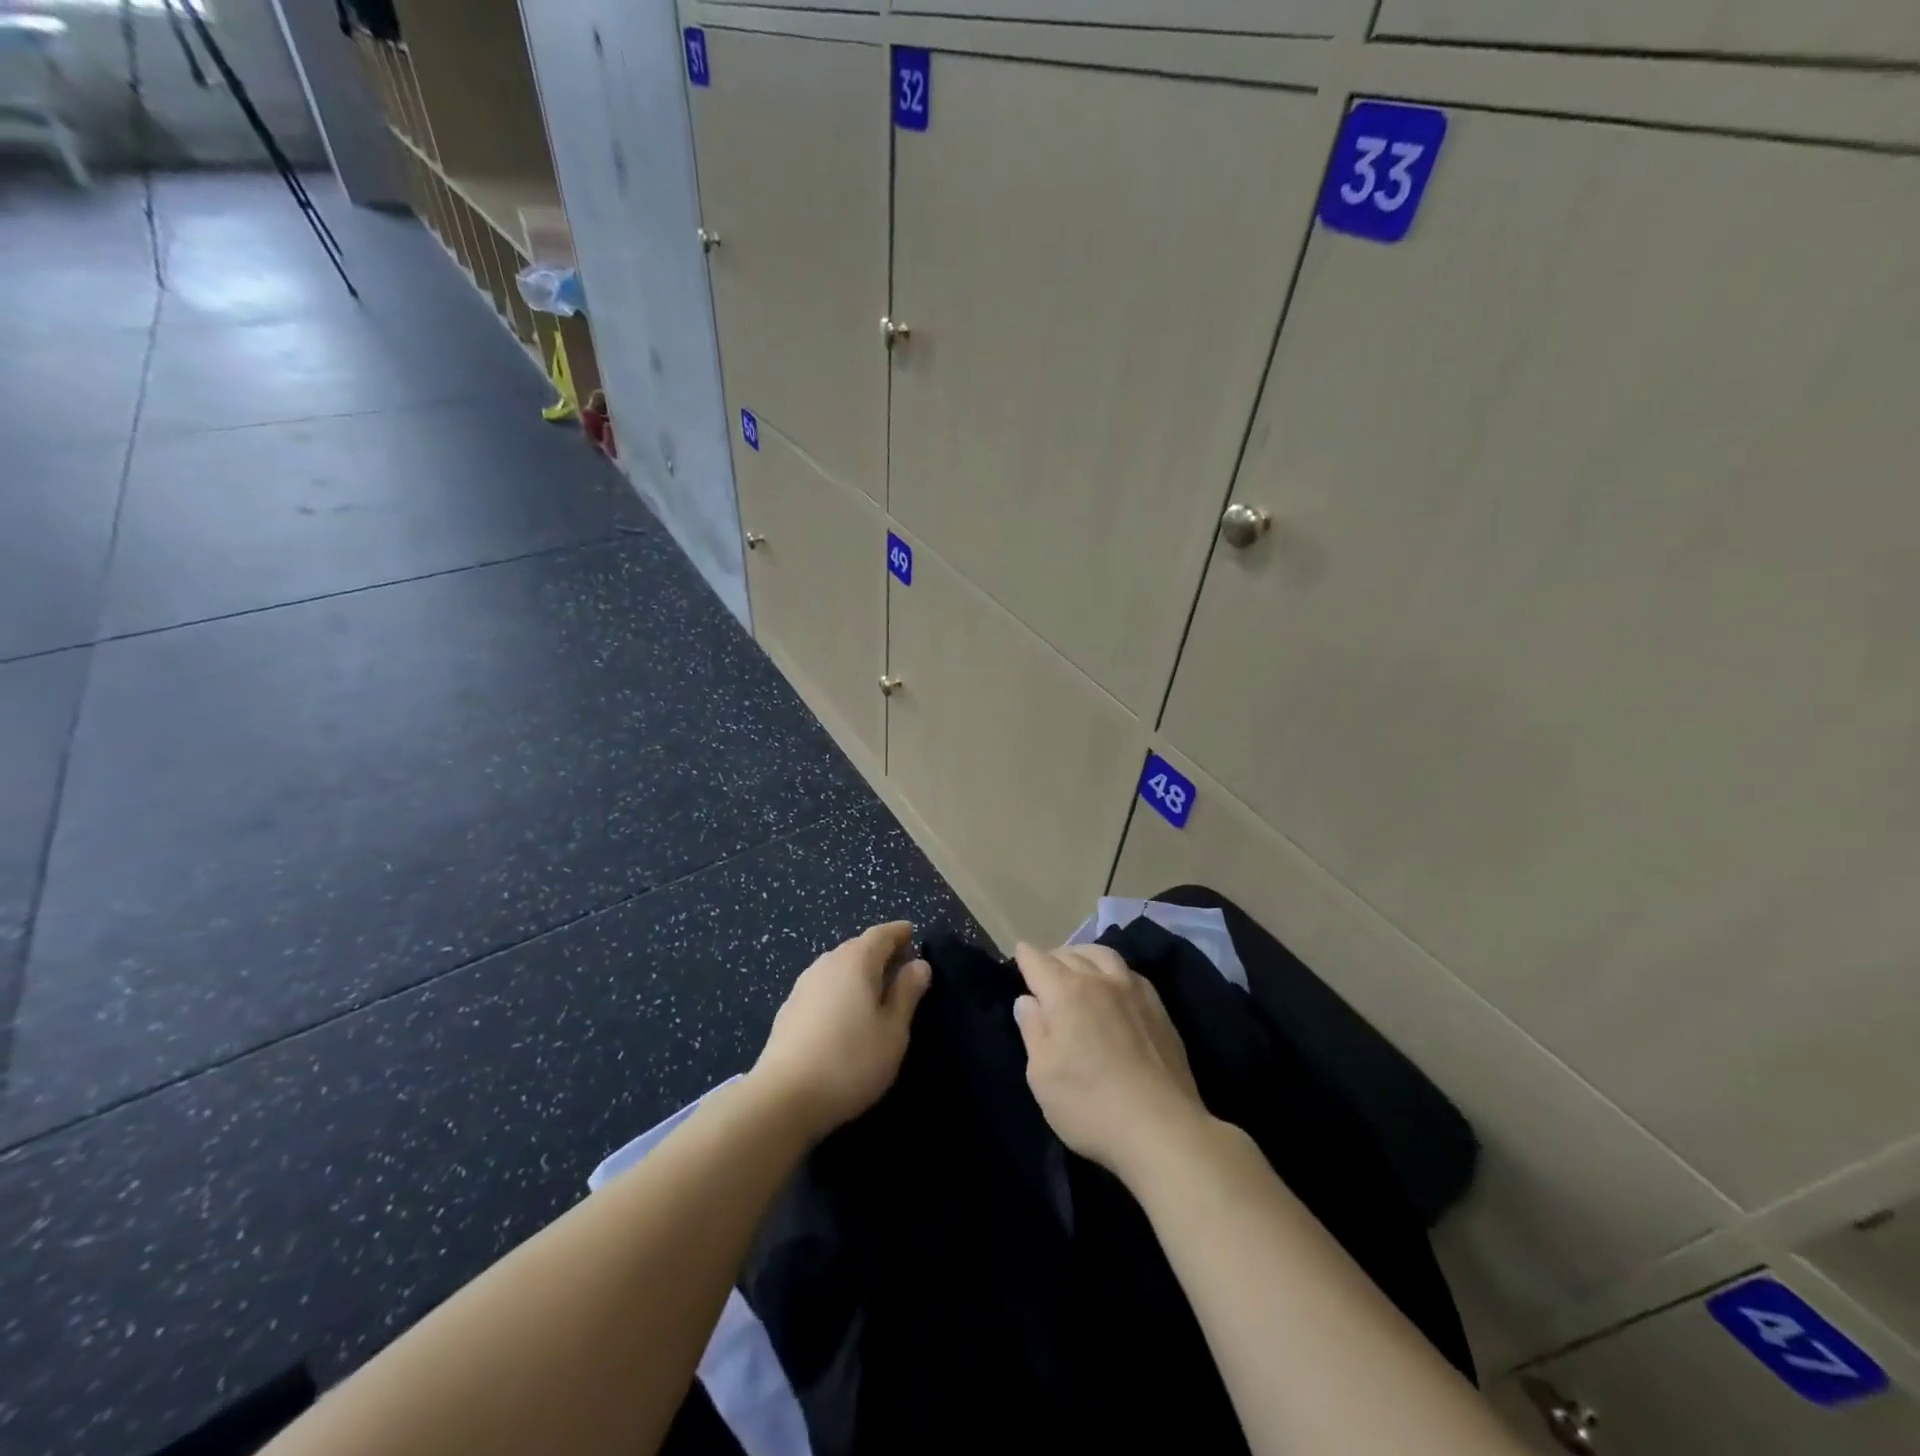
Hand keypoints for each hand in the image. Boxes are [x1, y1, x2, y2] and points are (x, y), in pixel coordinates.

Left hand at [751, 921, 931, 1139]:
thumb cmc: (850, 1061)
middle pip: (857, 947)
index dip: (899, 933)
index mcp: (856, 961)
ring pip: (838, 967)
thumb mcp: (893, 1031)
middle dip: (880, 951)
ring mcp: (803, 985)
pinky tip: (844, 1014)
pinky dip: (840, 990)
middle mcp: (827, 963)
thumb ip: (907, 993)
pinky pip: (823, 987)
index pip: (881, 934)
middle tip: (900, 965)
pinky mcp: (789, 1010)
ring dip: (858, 972)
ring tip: (876, 991)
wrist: (783, 1097)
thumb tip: (919, 964)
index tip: (913, 934)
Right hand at [1012, 942, 1211, 1182]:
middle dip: (1052, 956)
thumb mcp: (1042, 1075)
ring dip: (1084, 955)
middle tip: (1043, 969)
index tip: (1019, 956)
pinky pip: (1130, 973)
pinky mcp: (1159, 1008)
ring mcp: (1134, 991)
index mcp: (1065, 992)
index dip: (1024, 957)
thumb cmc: (1089, 1105)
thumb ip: (1032, 1030)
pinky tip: (1114, 986)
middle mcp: (1099, 981)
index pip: (1038, 961)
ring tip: (1078, 967)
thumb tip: (1027, 1000)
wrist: (1161, 1128)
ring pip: (1104, 955)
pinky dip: (1112, 970)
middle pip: (1070, 954)